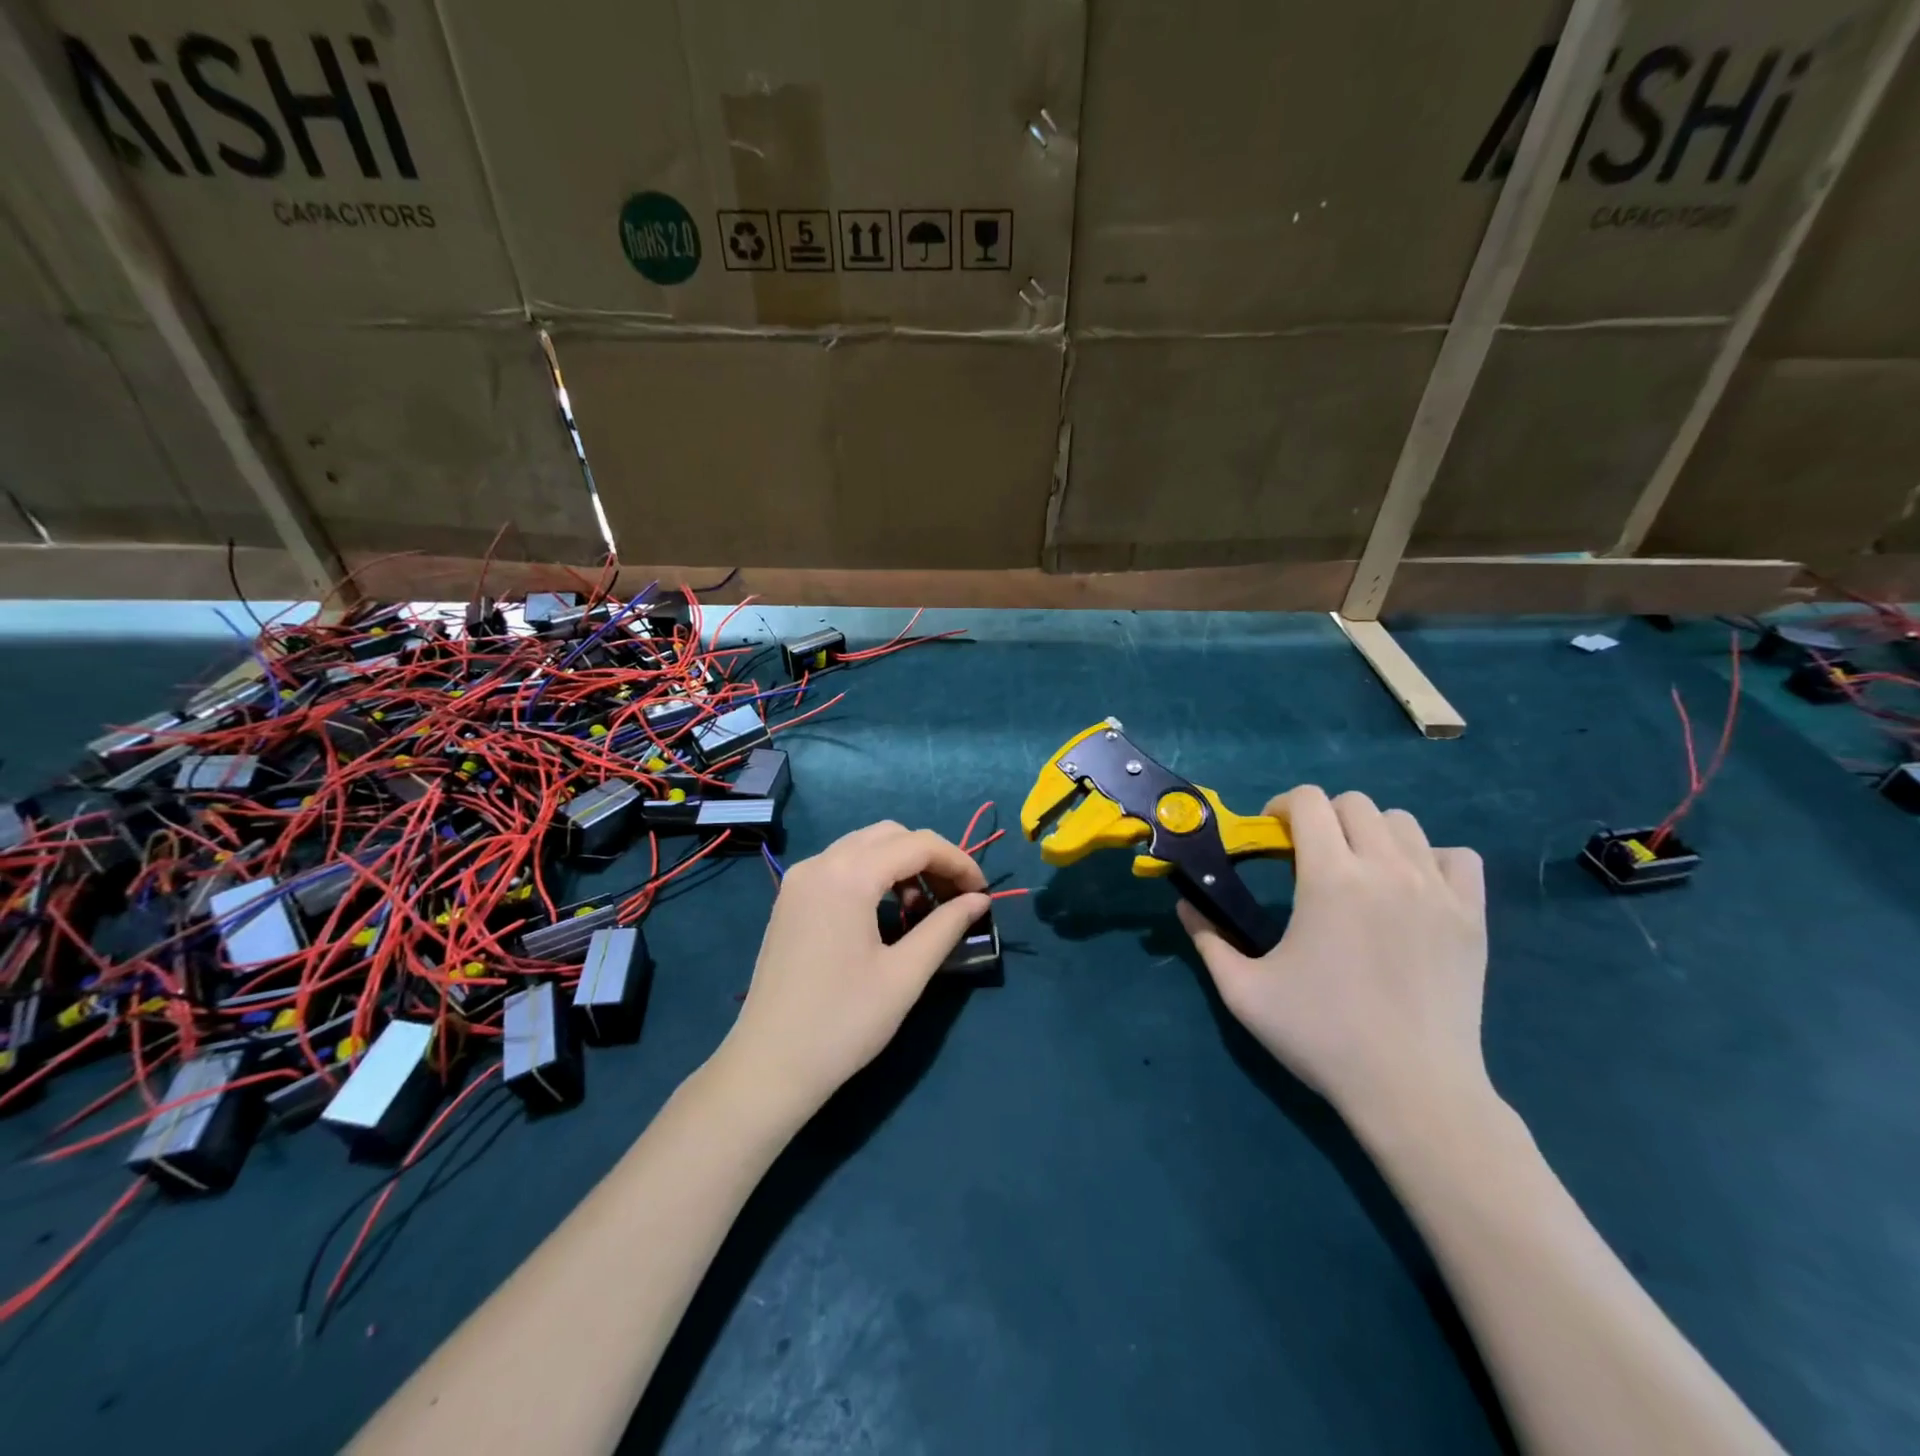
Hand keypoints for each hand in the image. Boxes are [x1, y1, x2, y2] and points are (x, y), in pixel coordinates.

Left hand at [717, 821, 988, 1120]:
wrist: (769, 1066)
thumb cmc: (843, 1023)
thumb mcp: (905, 975)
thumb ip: (945, 927)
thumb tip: (979, 900)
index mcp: (848, 876)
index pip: (918, 844)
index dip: (958, 862)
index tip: (982, 893)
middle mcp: (820, 863)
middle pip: (890, 835)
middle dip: (930, 859)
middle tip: (954, 899)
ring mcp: (799, 879)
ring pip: (864, 846)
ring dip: (901, 865)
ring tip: (921, 911)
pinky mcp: (790, 899)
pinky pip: (840, 865)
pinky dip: (872, 874)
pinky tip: (885, 914)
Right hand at [1178, 786, 1489, 1132]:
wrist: (1413, 1091)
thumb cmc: (1321, 1036)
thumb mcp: (1243, 991)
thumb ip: (1207, 939)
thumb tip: (1184, 903)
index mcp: (1331, 878)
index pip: (1308, 802)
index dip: (1281, 807)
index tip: (1271, 835)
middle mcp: (1387, 869)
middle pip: (1354, 803)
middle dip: (1322, 817)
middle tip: (1307, 855)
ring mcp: (1437, 890)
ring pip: (1403, 823)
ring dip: (1370, 833)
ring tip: (1357, 871)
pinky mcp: (1472, 916)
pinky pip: (1457, 857)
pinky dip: (1430, 858)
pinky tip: (1410, 888)